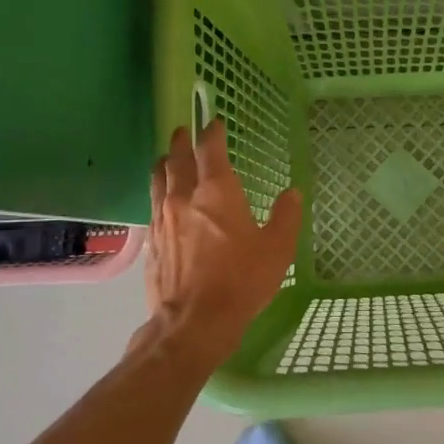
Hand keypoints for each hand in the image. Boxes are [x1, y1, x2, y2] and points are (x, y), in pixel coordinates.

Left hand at [141, 119, 301, 363]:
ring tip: (165, 157)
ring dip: (163, 164)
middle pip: (176, 160)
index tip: (214, 122)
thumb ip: (286, 217)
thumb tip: (292, 193)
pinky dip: (157, 194)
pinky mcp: (151, 242)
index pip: (210, 150)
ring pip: (158, 180)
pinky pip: (152, 206)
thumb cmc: (242, 280)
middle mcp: (184, 198)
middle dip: (181, 142)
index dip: (212, 133)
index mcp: (217, 192)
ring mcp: (162, 220)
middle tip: (183, 131)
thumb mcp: (277, 249)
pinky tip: (160, 201)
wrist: (195, 321)